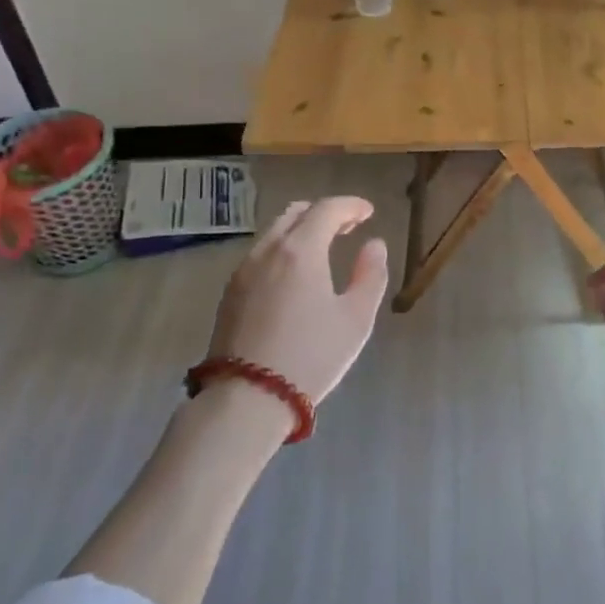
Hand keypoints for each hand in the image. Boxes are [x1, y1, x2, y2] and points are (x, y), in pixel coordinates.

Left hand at [206, 197, 388, 405]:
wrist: (247, 398)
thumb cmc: (311, 356)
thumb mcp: (355, 319)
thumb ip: (370, 275)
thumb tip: (374, 245)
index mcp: (301, 250)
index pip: (328, 209)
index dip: (351, 205)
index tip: (368, 212)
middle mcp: (268, 251)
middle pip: (295, 214)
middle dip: (324, 213)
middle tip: (347, 226)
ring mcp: (243, 271)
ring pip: (273, 233)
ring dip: (300, 230)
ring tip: (322, 249)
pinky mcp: (230, 293)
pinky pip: (260, 255)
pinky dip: (282, 250)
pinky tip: (294, 274)